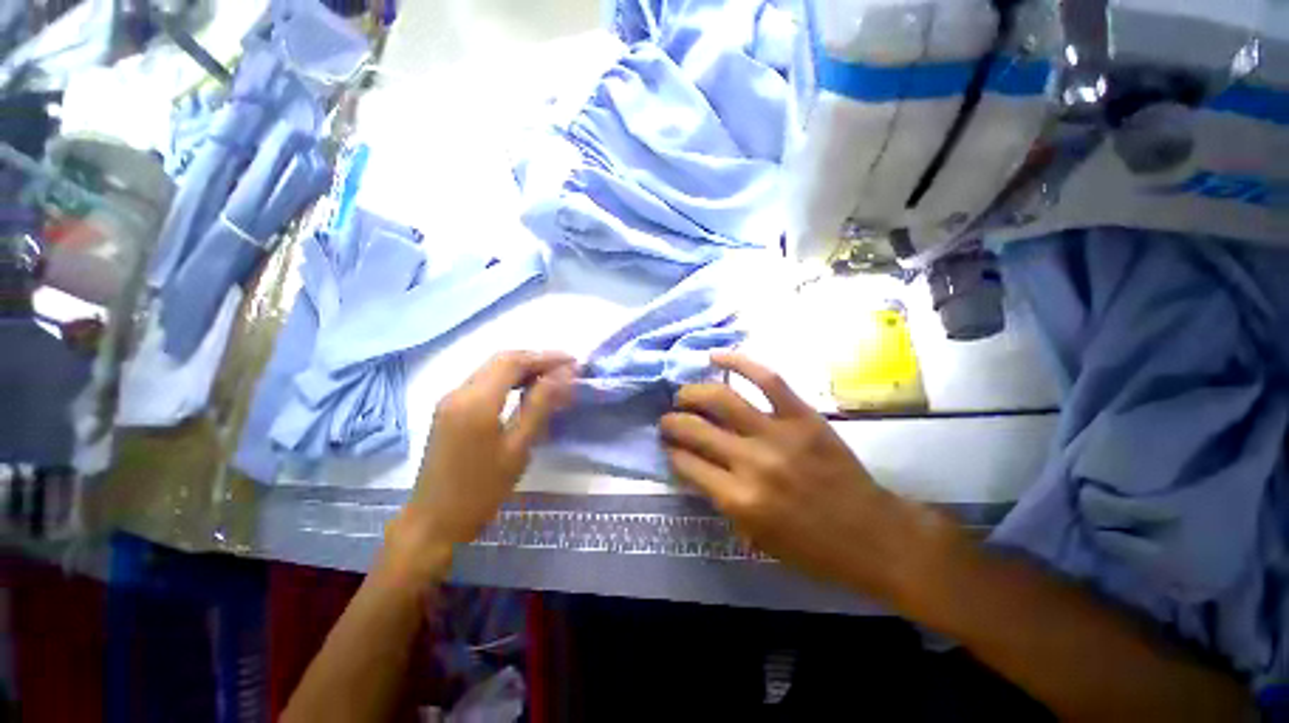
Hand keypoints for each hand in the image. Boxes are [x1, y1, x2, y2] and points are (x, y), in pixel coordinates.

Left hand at [383, 351, 575, 581]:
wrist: (433, 522)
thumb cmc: (481, 490)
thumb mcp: (518, 448)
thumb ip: (540, 406)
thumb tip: (563, 375)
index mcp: (476, 401)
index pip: (513, 362)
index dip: (545, 357)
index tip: (573, 361)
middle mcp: (458, 392)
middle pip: (501, 360)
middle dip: (535, 359)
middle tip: (566, 368)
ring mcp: (450, 399)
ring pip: (491, 369)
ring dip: (522, 368)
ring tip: (552, 377)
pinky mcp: (448, 409)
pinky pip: (482, 382)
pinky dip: (508, 379)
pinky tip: (525, 390)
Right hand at [661, 353, 952, 601]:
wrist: (872, 536)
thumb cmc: (811, 547)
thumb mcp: (755, 538)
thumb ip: (721, 500)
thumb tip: (696, 467)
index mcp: (739, 500)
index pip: (687, 464)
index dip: (671, 452)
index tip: (668, 445)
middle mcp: (751, 463)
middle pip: (695, 429)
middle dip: (672, 422)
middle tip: (668, 418)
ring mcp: (778, 434)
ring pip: (722, 399)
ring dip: (693, 393)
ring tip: (683, 394)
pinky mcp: (803, 416)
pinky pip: (767, 379)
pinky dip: (739, 362)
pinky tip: (716, 356)